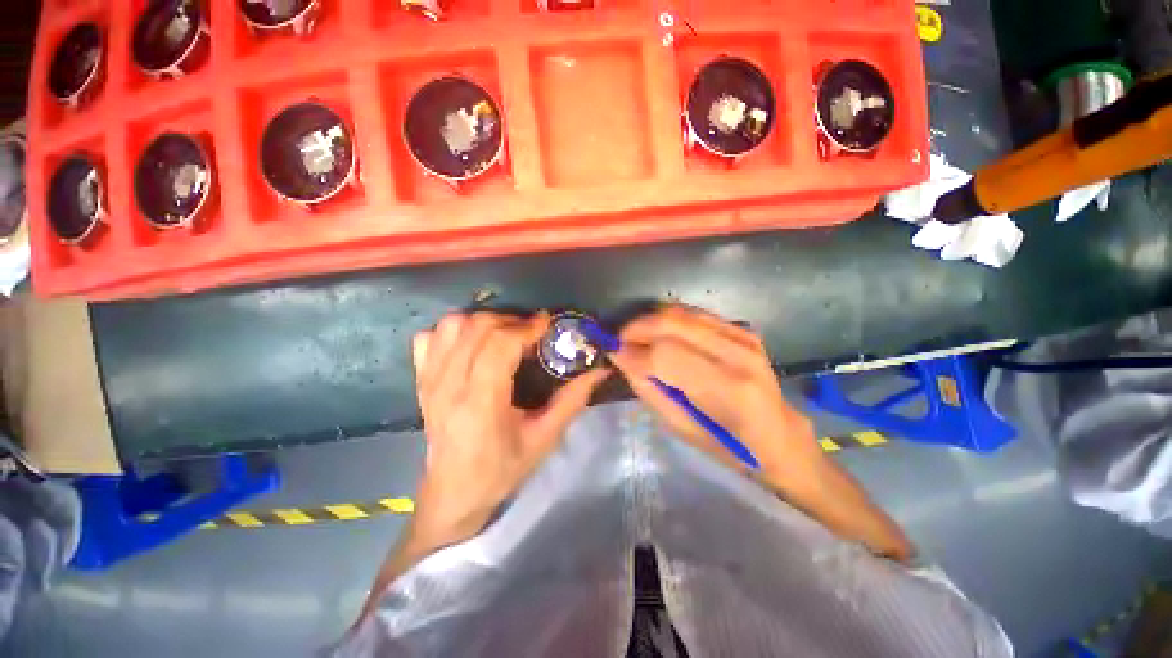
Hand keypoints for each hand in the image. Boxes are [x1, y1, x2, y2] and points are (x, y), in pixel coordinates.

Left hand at [410, 311, 608, 546]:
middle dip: (511, 320)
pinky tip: (471, 343)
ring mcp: (430, 380)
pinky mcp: (420, 379)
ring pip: (453, 325)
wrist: (453, 493)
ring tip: (504, 334)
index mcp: (480, 402)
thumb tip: (599, 370)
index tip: (547, 323)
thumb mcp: (544, 438)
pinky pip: (430, 336)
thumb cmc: (502, 469)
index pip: (500, 344)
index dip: (526, 327)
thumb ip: (572, 400)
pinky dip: (453, 330)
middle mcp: (449, 385)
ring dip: (484, 321)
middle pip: (478, 327)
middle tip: (531, 331)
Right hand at [608, 306, 825, 488]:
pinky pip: (693, 314)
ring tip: (634, 336)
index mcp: (727, 389)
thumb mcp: (681, 428)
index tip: (610, 351)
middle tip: (618, 340)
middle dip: (636, 328)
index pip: (665, 355)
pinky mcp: (742, 329)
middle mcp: (737, 354)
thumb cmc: (728, 444)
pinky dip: (669, 320)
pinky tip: (659, 334)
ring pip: (680, 313)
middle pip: (672, 323)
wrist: (777, 433)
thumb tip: (621, 357)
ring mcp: (743, 336)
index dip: (632, 350)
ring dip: (649, 321)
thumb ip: (649, 389)